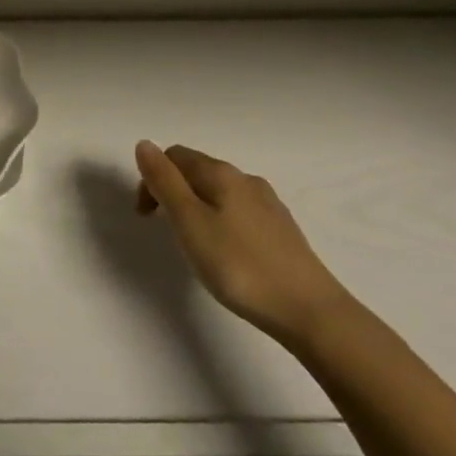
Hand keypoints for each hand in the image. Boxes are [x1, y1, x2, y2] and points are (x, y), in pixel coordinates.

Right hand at [134, 140, 354, 347]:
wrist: (310, 312)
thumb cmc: (240, 266)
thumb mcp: (189, 222)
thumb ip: (164, 182)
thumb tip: (144, 144)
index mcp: (220, 173)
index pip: (174, 156)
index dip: (152, 179)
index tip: (146, 217)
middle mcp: (245, 179)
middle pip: (197, 171)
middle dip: (173, 191)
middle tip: (166, 231)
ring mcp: (268, 204)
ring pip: (219, 192)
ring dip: (196, 207)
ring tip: (194, 244)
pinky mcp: (282, 230)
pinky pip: (239, 212)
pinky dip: (220, 222)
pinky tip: (227, 253)